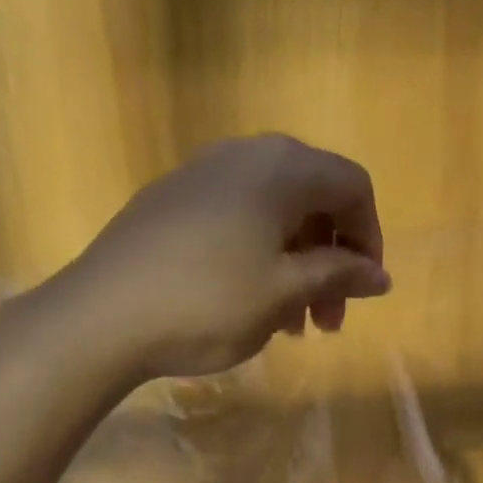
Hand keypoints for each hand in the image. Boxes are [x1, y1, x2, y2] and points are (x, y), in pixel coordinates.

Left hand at [59, 134, 390, 378]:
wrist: (102, 317)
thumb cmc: (207, 303)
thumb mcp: (283, 293)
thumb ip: (338, 276)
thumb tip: (380, 276)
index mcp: (281, 167)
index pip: (352, 186)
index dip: (369, 239)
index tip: (365, 292)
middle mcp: (243, 155)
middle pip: (311, 200)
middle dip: (330, 261)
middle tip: (328, 322)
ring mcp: (200, 176)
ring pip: (271, 216)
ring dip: (294, 268)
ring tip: (291, 326)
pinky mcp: (169, 203)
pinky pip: (234, 223)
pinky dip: (256, 260)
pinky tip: (247, 306)